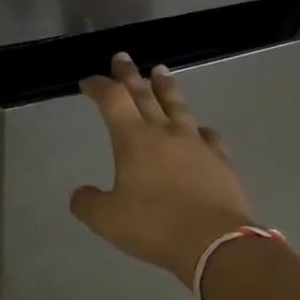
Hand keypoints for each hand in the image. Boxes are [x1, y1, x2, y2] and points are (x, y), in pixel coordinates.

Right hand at [70, 54, 255, 283]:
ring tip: (161, 71)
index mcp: (134, 140)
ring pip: (178, 106)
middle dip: (130, 75)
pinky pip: (208, 136)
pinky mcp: (221, 160)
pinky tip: (200, 130)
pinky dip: (199, 129)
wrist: (215, 243)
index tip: (88, 81)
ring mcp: (196, 144)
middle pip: (144, 94)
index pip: (113, 100)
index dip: (99, 87)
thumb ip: (88, 204)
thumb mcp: (108, 220)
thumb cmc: (155, 226)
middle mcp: (165, 133)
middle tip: (123, 57)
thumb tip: (79, 194)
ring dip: (166, 87)